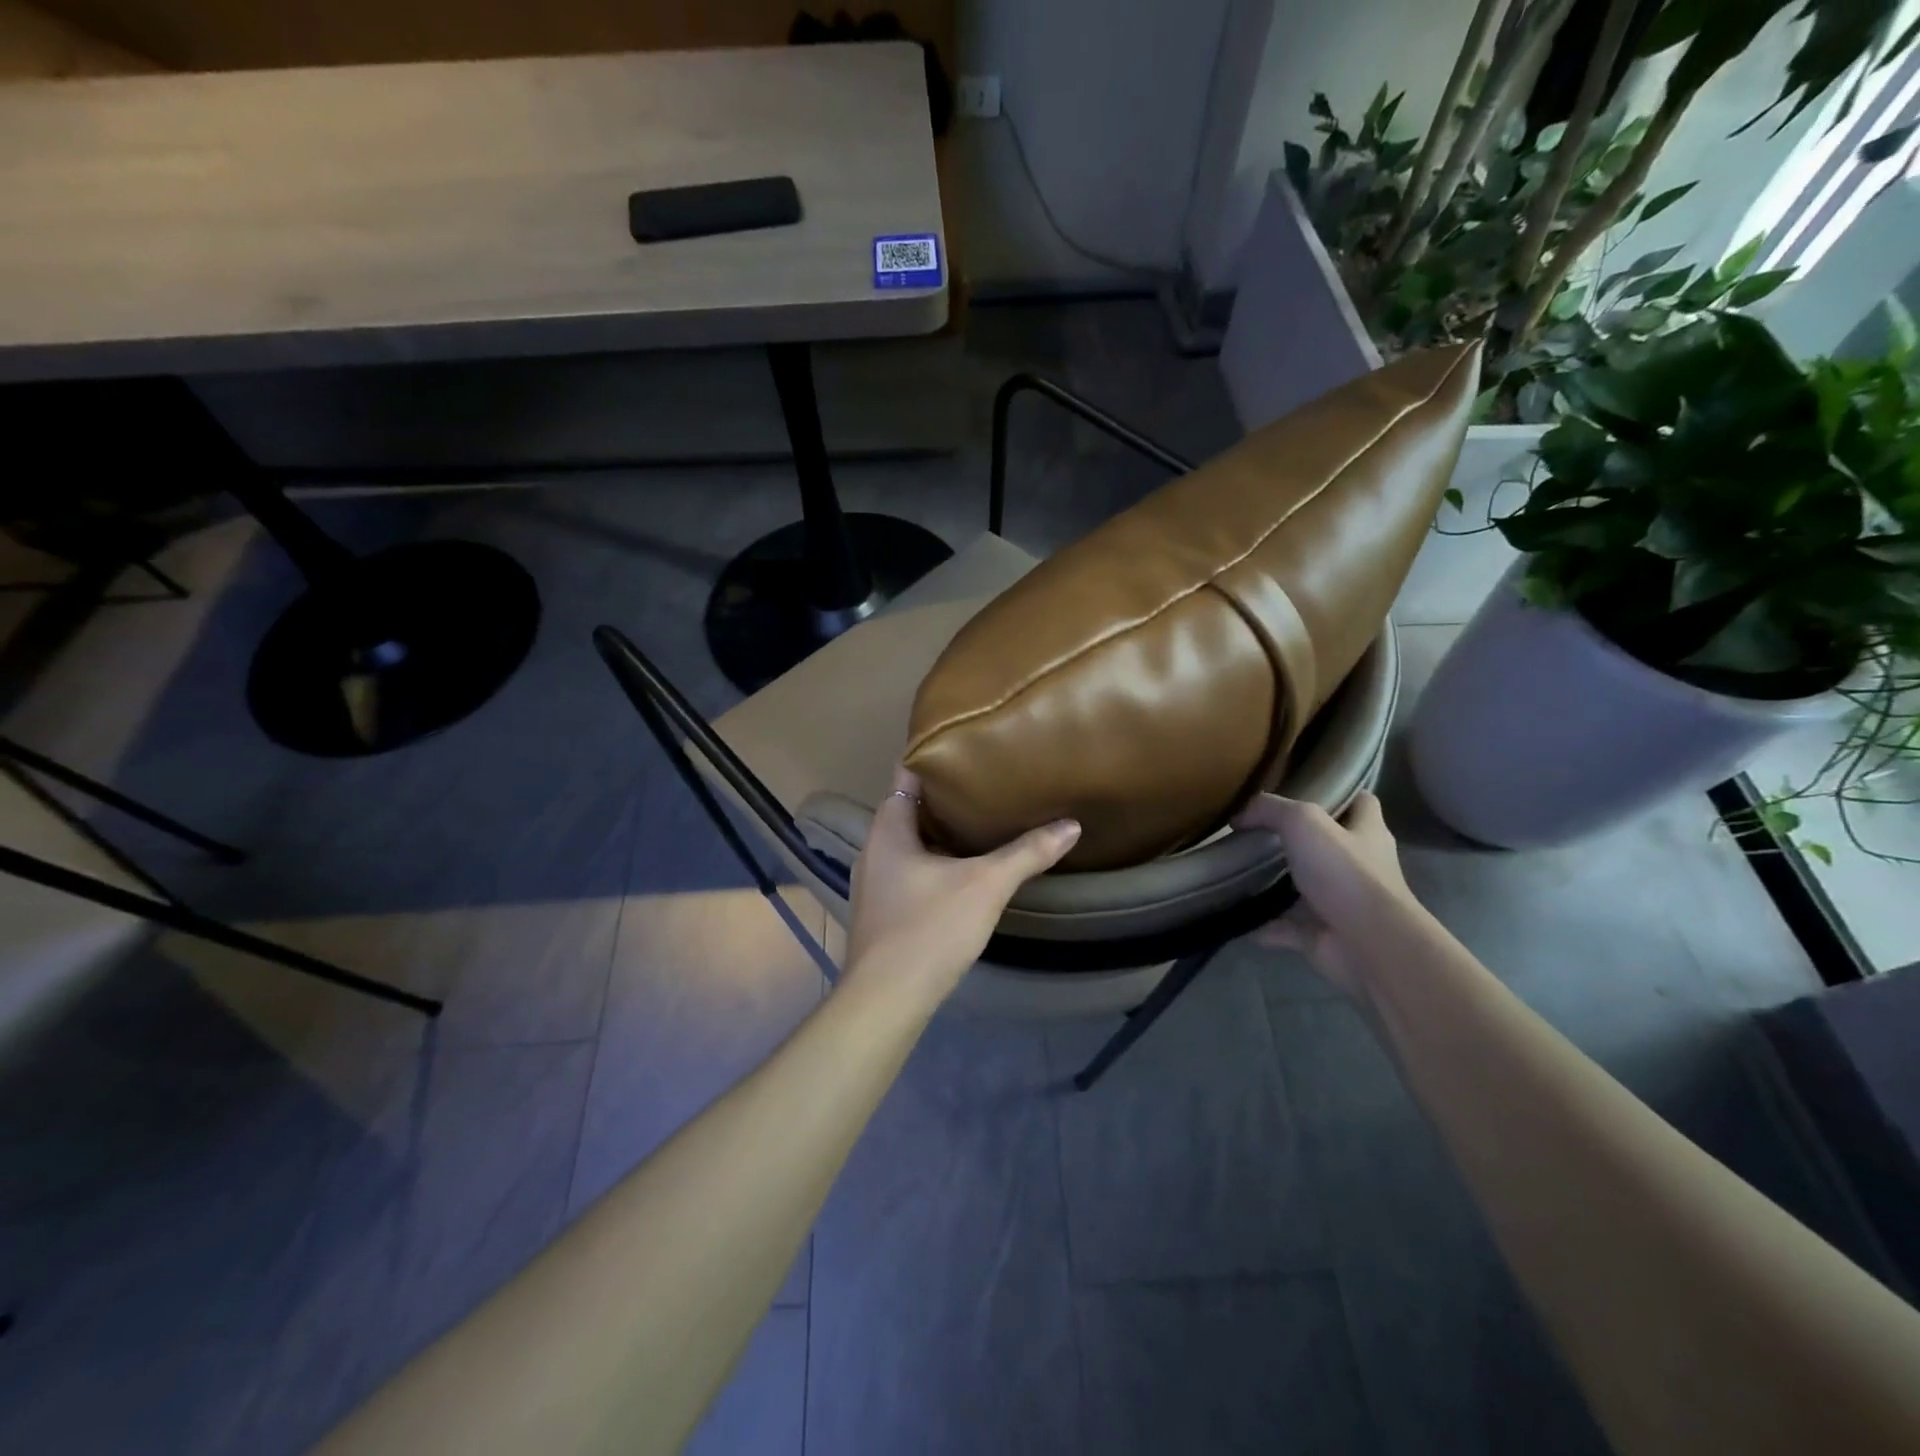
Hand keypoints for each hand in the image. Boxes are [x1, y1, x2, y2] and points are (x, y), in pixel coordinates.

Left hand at [843, 767, 1080, 1003]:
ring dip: (942, 831)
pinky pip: (911, 869)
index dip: (935, 756)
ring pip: (911, 842)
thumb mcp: (985, 886)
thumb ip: (1027, 853)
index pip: (906, 774)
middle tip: (988, 779)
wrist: (886, 1000)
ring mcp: (875, 882)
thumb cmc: (929, 929)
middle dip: (947, 795)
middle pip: (910, 807)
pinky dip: (936, 860)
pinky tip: (965, 867)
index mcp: (888, 829)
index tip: (968, 745)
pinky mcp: (883, 910)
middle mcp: (874, 848)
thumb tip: (1071, 825)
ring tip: (984, 818)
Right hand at [1232, 791, 1414, 994]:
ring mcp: (1343, 903)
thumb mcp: (1303, 822)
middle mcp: (1360, 867)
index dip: (1339, 794)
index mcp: (1367, 833)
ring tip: (1241, 872)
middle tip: (1258, 832)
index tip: (1304, 790)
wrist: (1368, 944)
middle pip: (1330, 846)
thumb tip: (1239, 818)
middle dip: (1299, 841)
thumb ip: (1270, 810)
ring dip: (1278, 885)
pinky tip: (1240, 919)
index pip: (1362, 803)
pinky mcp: (1325, 935)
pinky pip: (1288, 928)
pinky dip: (1266, 926)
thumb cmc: (1344, 873)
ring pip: (1307, 888)